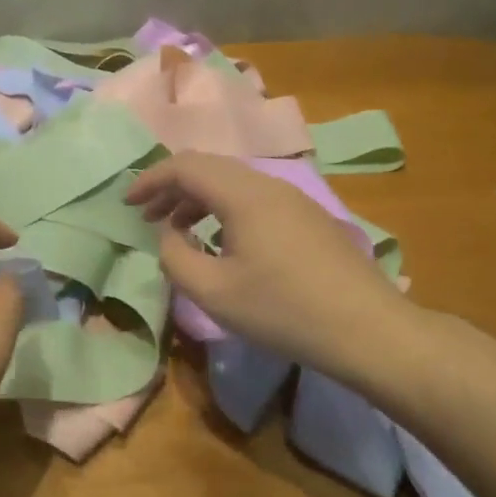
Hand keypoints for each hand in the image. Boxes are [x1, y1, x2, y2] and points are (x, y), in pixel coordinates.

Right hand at [127, 153, 414, 380]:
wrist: (367, 330)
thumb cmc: (283, 311)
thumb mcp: (213, 292)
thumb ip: (175, 257)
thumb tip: (168, 233)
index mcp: (243, 194)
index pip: (185, 166)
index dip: (150, 180)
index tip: (127, 204)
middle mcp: (269, 184)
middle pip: (210, 168)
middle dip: (172, 188)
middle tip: (148, 216)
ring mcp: (295, 198)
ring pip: (234, 182)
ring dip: (199, 198)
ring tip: (180, 229)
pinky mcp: (310, 217)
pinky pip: (256, 198)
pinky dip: (226, 209)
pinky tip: (223, 241)